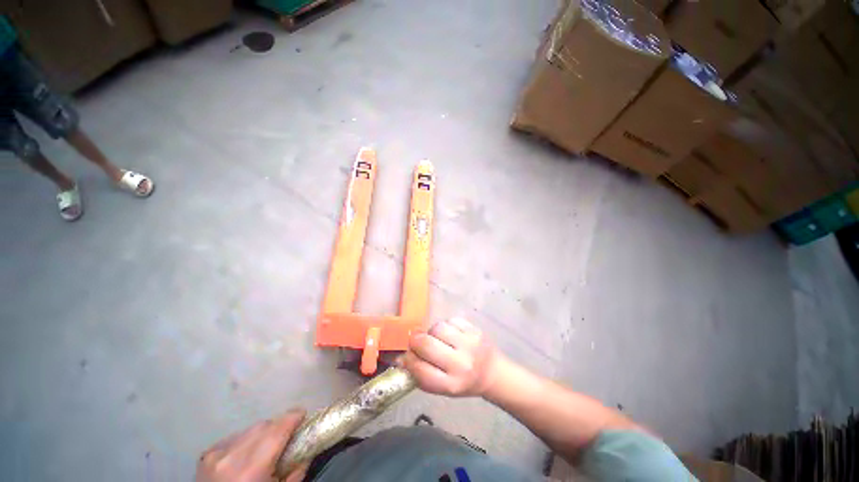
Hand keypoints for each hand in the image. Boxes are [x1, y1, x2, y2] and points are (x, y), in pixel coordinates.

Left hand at [196, 409, 307, 481]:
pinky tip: (247, 455)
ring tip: (267, 448)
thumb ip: (296, 471)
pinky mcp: (206, 455)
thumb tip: (309, 448)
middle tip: (288, 435)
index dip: (294, 418)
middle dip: (279, 426)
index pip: (277, 429)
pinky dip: (245, 441)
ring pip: (249, 429)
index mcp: (251, 469)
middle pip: (264, 426)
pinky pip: (234, 437)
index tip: (304, 415)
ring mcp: (216, 454)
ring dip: (262, 434)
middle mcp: (231, 456)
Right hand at [404, 317, 501, 396]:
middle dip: (416, 340)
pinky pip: (450, 320)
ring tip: (436, 337)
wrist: (493, 372)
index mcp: (451, 384)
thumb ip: (422, 375)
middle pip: (426, 344)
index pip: (419, 369)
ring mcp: (469, 344)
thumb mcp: (443, 388)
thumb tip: (400, 358)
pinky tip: (450, 333)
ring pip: (437, 328)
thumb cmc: (464, 382)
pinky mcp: (474, 330)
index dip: (408, 360)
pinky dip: (446, 325)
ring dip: (432, 331)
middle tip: (416, 340)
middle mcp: (460, 364)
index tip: (406, 355)